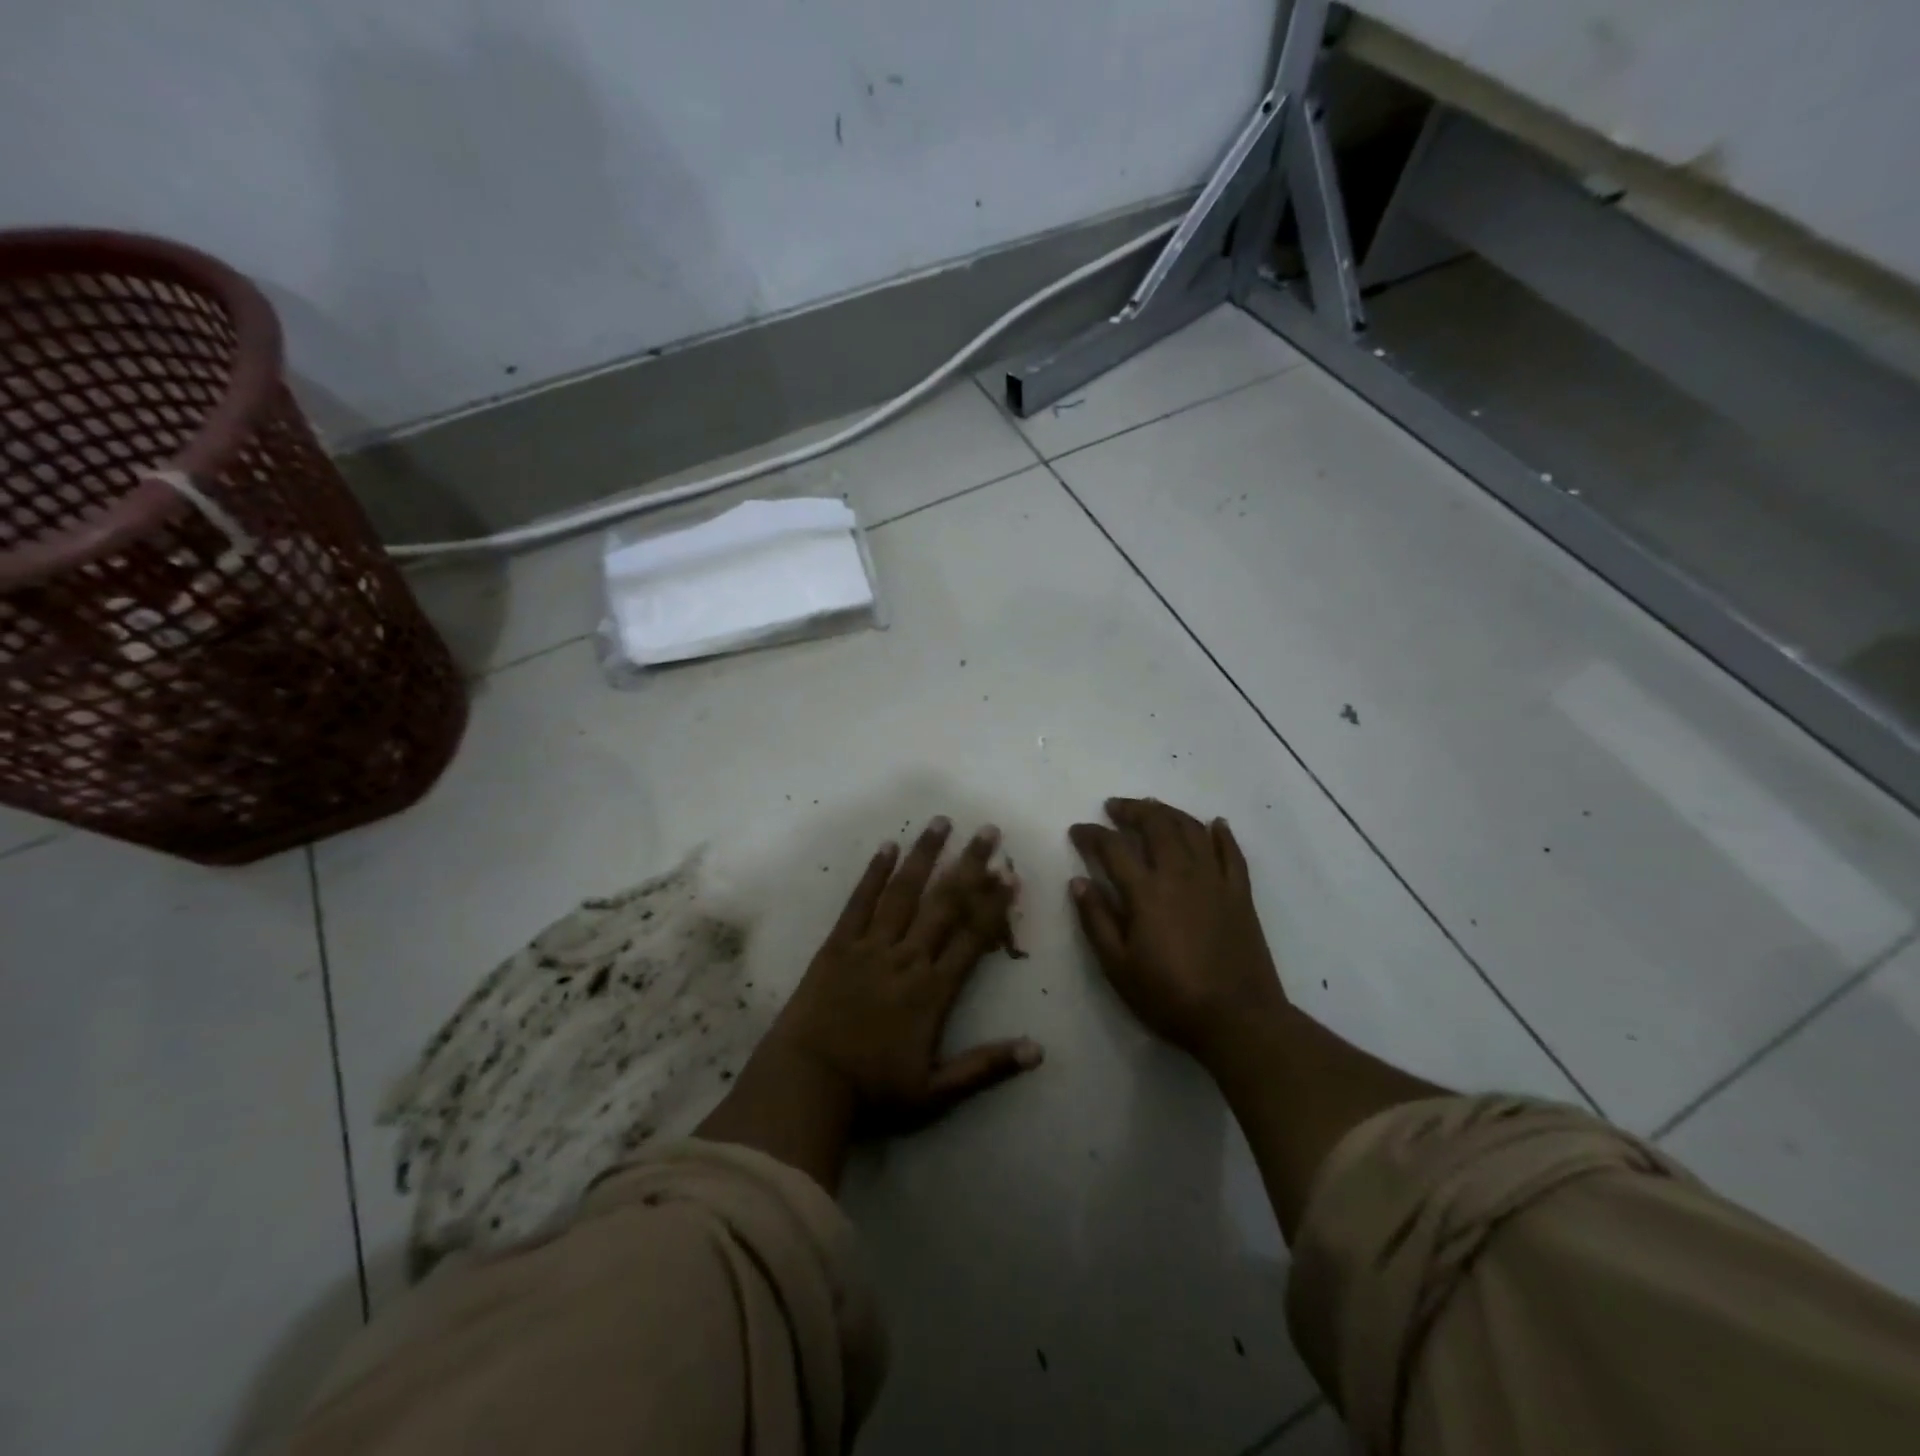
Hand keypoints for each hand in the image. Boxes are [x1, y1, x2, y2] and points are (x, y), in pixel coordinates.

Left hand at [767, 817, 1042, 1133]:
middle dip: (969, 865)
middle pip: (944, 903)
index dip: (994, 904)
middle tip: (988, 831)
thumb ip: (986, 1067)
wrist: (807, 1084)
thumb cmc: (873, 1091)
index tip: (1011, 874)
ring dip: (925, 855)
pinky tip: (887, 846)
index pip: (972, 937)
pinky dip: (874, 873)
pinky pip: (859, 901)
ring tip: (941, 822)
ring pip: (904, 892)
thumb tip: (1038, 1050)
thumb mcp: (936, 1092)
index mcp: (933, 990)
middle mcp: (906, 957)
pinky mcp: (838, 944)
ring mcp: (870, 946)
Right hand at [1069, 797, 1288, 1064]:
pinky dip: (1221, 833)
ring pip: (1191, 829)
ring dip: (1169, 812)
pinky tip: (1215, 823)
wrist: (1238, 1019)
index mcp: (1146, 892)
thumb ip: (1096, 920)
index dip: (1091, 834)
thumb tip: (1077, 881)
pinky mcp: (1240, 894)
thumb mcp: (1118, 967)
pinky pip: (1232, 852)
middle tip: (1115, 807)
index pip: (1112, 847)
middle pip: (1156, 825)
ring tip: (1153, 807)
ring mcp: (1214, 880)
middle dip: (1132, 810)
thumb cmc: (1169, 997)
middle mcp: (1180, 874)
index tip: (1077, 830)